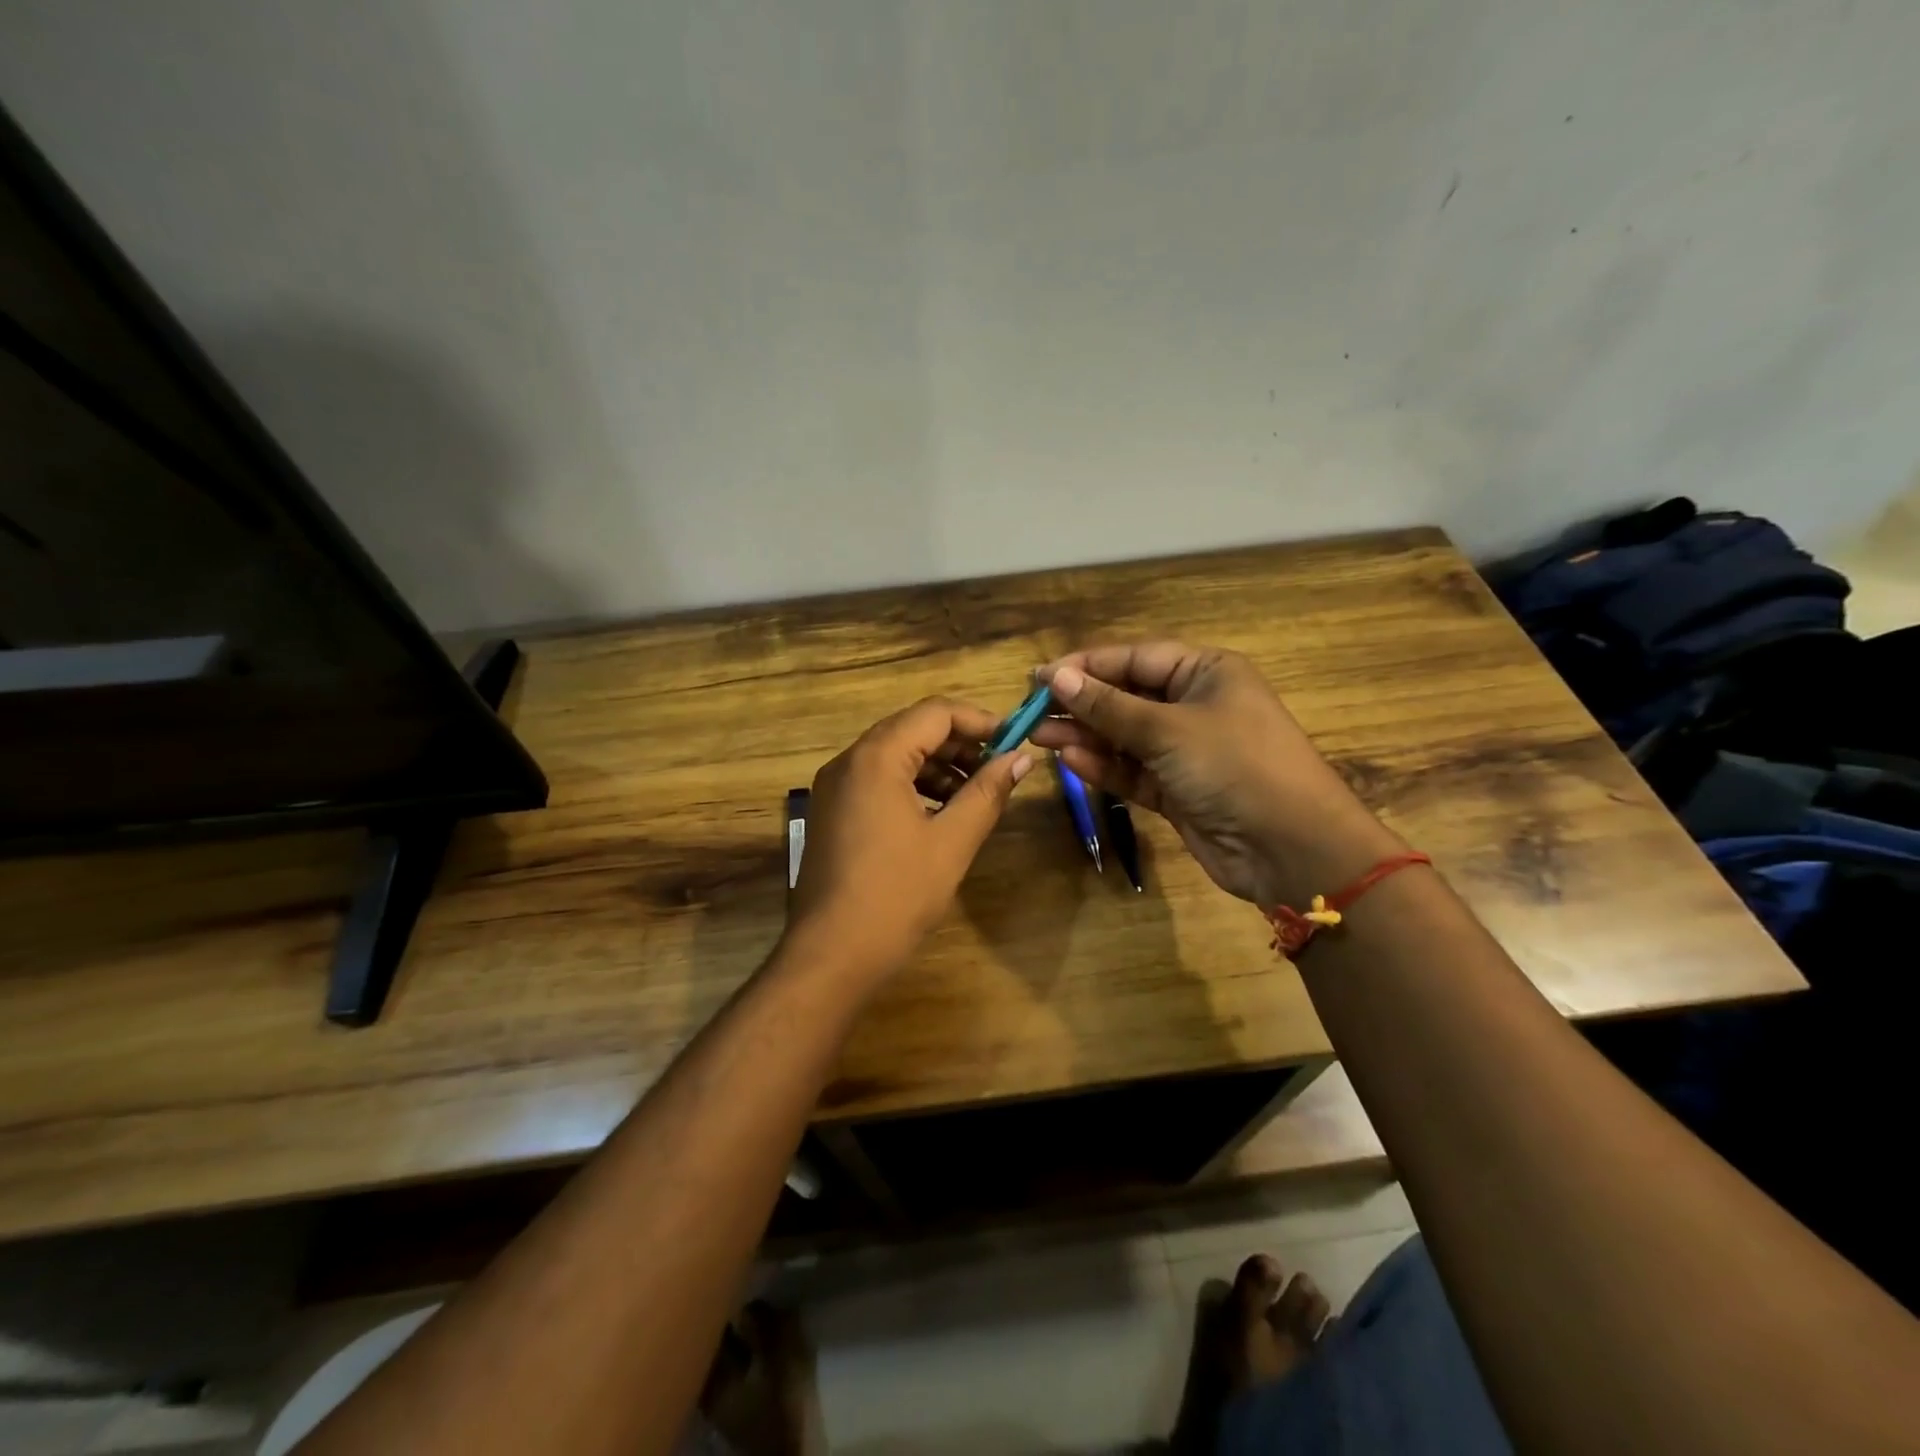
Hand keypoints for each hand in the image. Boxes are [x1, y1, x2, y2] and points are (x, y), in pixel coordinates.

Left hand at [787, 697, 1032, 980]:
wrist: (831, 954)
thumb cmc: (896, 895)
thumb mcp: (952, 842)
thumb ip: (987, 793)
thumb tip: (1020, 760)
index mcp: (876, 758)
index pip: (934, 713)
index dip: (979, 721)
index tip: (1014, 742)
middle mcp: (848, 761)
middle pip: (912, 729)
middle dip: (960, 744)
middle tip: (999, 768)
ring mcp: (834, 787)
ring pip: (894, 755)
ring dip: (937, 766)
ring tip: (975, 794)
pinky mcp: (831, 812)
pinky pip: (877, 780)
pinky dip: (912, 785)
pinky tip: (940, 814)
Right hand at [1030, 642, 1401, 906]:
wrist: (1291, 848)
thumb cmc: (1234, 765)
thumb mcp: (1167, 729)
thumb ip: (1108, 706)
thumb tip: (1056, 678)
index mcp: (1206, 672)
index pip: (1134, 658)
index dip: (1086, 666)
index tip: (1040, 677)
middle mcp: (1195, 705)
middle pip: (1126, 697)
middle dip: (1080, 704)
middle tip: (1031, 712)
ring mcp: (1186, 750)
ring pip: (1124, 736)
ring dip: (1084, 736)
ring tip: (1038, 736)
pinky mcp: (1177, 790)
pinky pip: (1132, 771)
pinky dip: (1104, 766)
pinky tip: (1070, 760)